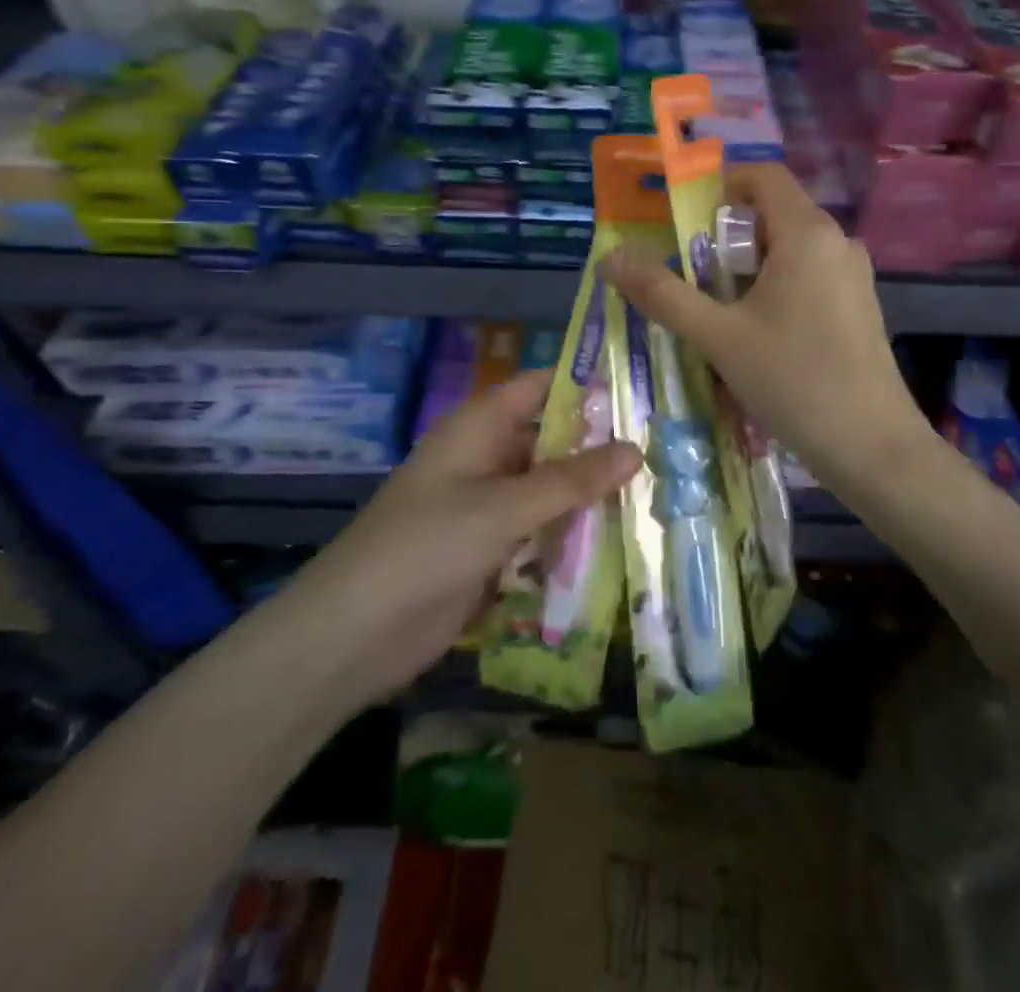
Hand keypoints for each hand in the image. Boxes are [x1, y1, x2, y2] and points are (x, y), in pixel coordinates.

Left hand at [283, 370, 640, 712]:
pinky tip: (618, 546)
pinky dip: (570, 536)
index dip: (586, 385)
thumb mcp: (503, 508)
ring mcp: (486, 507)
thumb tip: (636, 448)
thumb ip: (570, 480)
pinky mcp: (489, 551)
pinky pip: (539, 533)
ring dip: (589, 496)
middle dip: (598, 447)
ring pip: (549, 490)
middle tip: (666, 452)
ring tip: (657, 497)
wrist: (354, 634)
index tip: (642, 393)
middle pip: (550, 440)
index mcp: (479, 428)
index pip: (540, 388)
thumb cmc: (426, 547)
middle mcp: (485, 458)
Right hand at [599, 164, 933, 497]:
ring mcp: (852, 275)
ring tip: (714, 309)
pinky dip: (773, 286)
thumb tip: (611, 259)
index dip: (719, 185)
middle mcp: (837, 242)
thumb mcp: (718, 337)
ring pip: (788, 248)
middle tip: (688, 274)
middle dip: (724, 236)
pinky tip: (755, 334)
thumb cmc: (793, 381)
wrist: (873, 448)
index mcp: (807, 233)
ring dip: (746, 266)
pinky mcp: (858, 306)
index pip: (762, 175)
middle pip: (772, 213)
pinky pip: (807, 275)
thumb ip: (662, 294)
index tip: (683, 222)